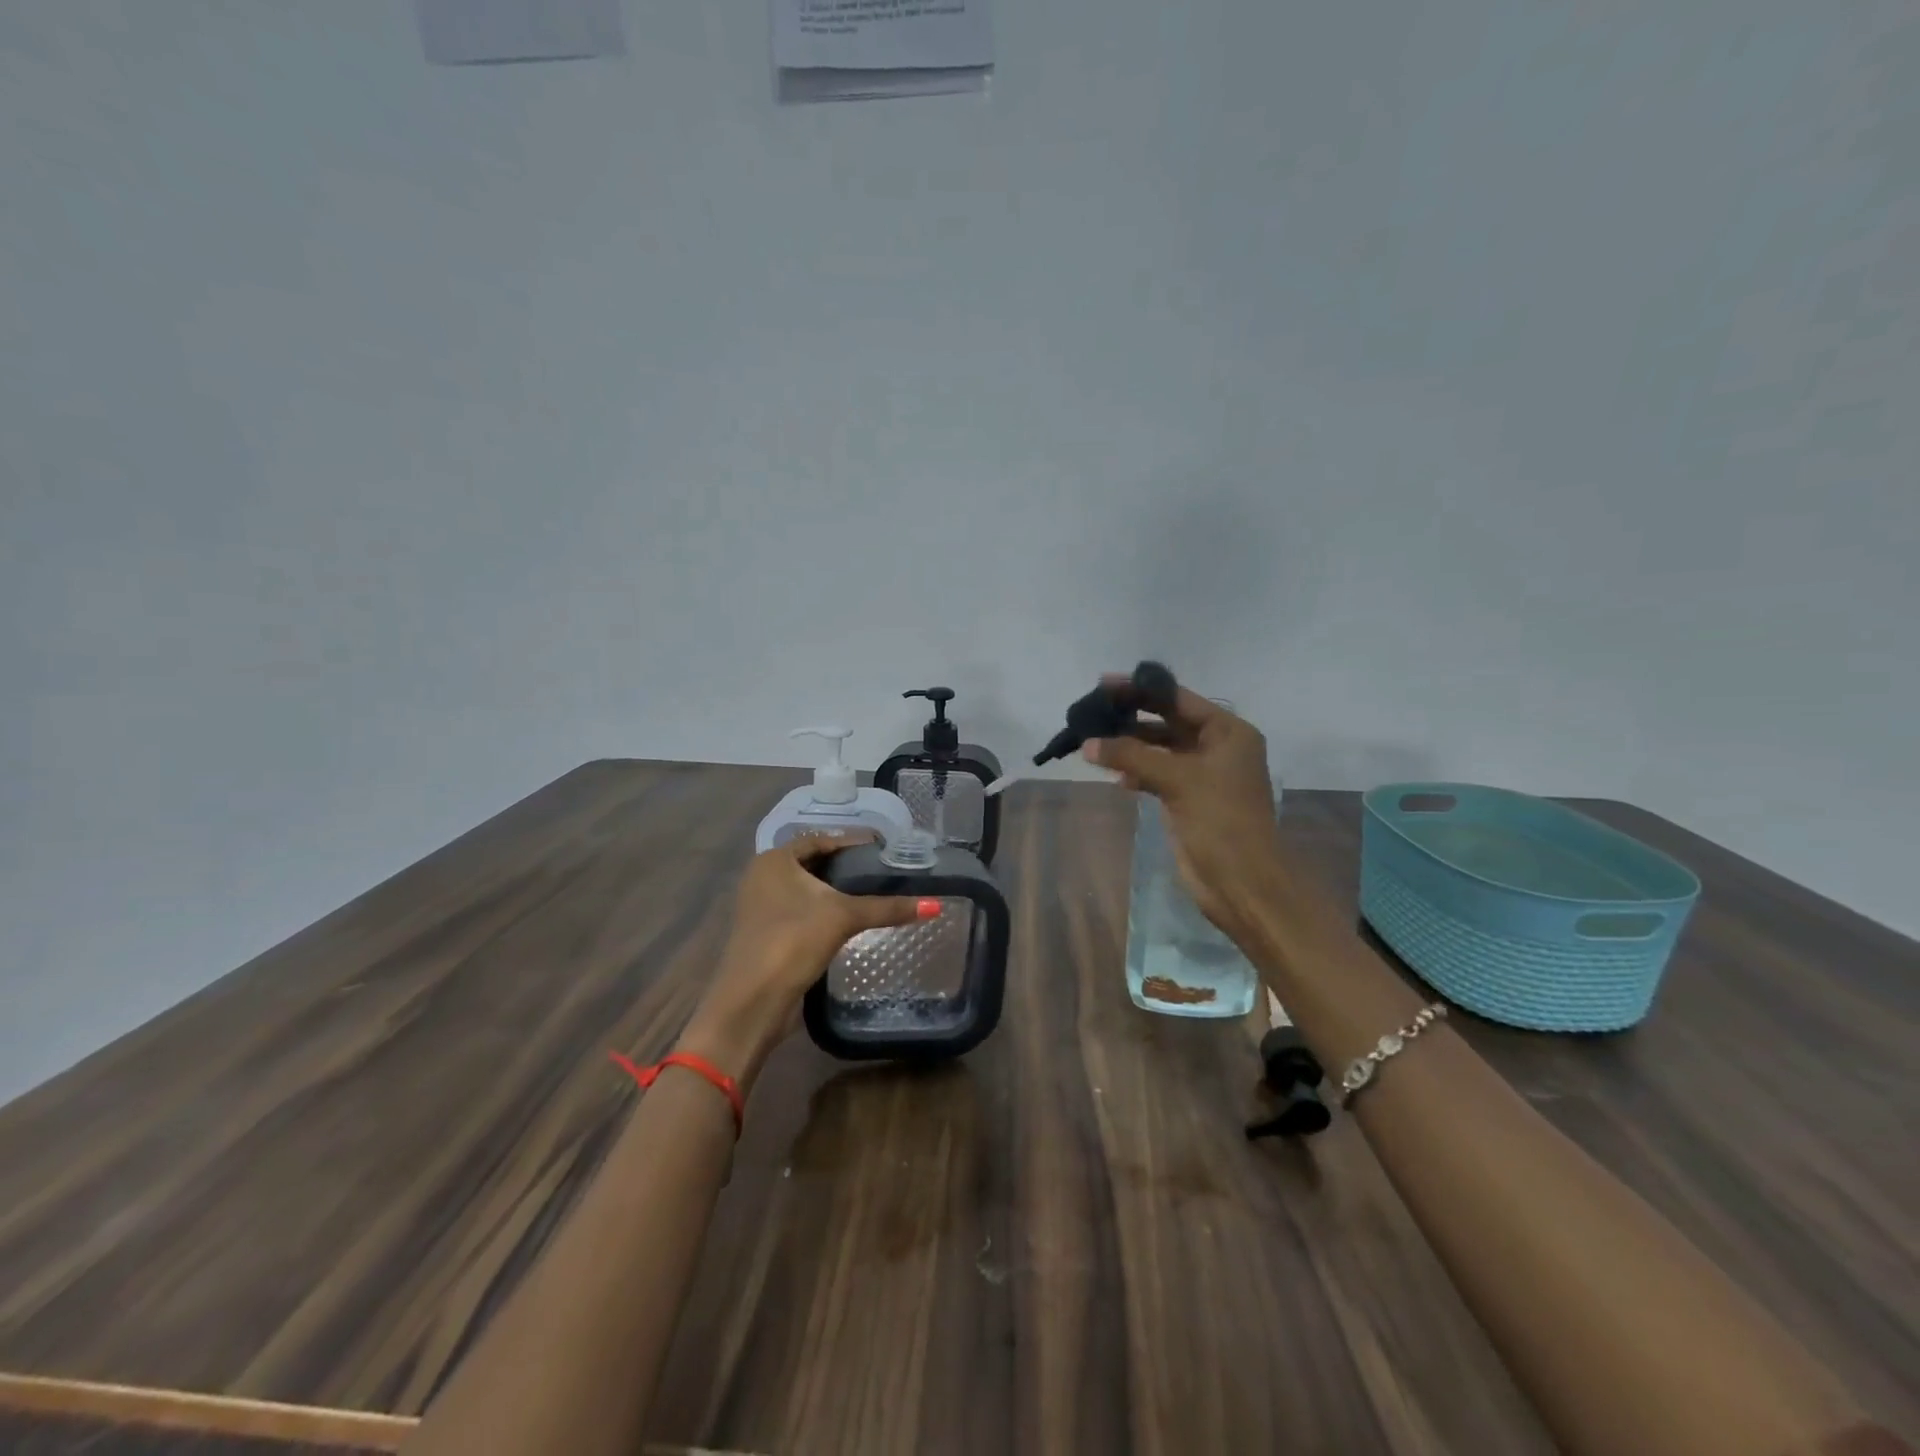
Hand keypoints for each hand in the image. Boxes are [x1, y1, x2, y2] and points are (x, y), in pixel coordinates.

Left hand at [677, 832, 928, 1093]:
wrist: (751, 1003)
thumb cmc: (792, 942)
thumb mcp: (842, 917)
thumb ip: (887, 908)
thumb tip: (935, 905)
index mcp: (774, 860)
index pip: (821, 839)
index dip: (853, 841)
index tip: (884, 846)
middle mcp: (764, 877)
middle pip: (814, 863)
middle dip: (847, 866)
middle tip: (884, 868)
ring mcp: (762, 907)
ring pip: (808, 889)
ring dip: (837, 890)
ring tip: (875, 891)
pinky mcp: (768, 933)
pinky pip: (803, 911)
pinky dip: (827, 911)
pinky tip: (852, 919)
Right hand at [1083, 679, 1281, 944]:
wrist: (1243, 881)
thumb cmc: (1220, 820)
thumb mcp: (1177, 779)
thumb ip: (1131, 755)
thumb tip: (1088, 744)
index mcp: (1228, 732)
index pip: (1179, 699)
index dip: (1142, 690)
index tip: (1105, 684)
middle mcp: (1217, 747)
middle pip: (1167, 722)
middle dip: (1132, 717)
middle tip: (1093, 710)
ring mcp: (1203, 775)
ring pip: (1159, 750)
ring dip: (1130, 746)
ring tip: (1094, 743)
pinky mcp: (1188, 799)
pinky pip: (1157, 775)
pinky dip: (1137, 772)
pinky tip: (1116, 777)